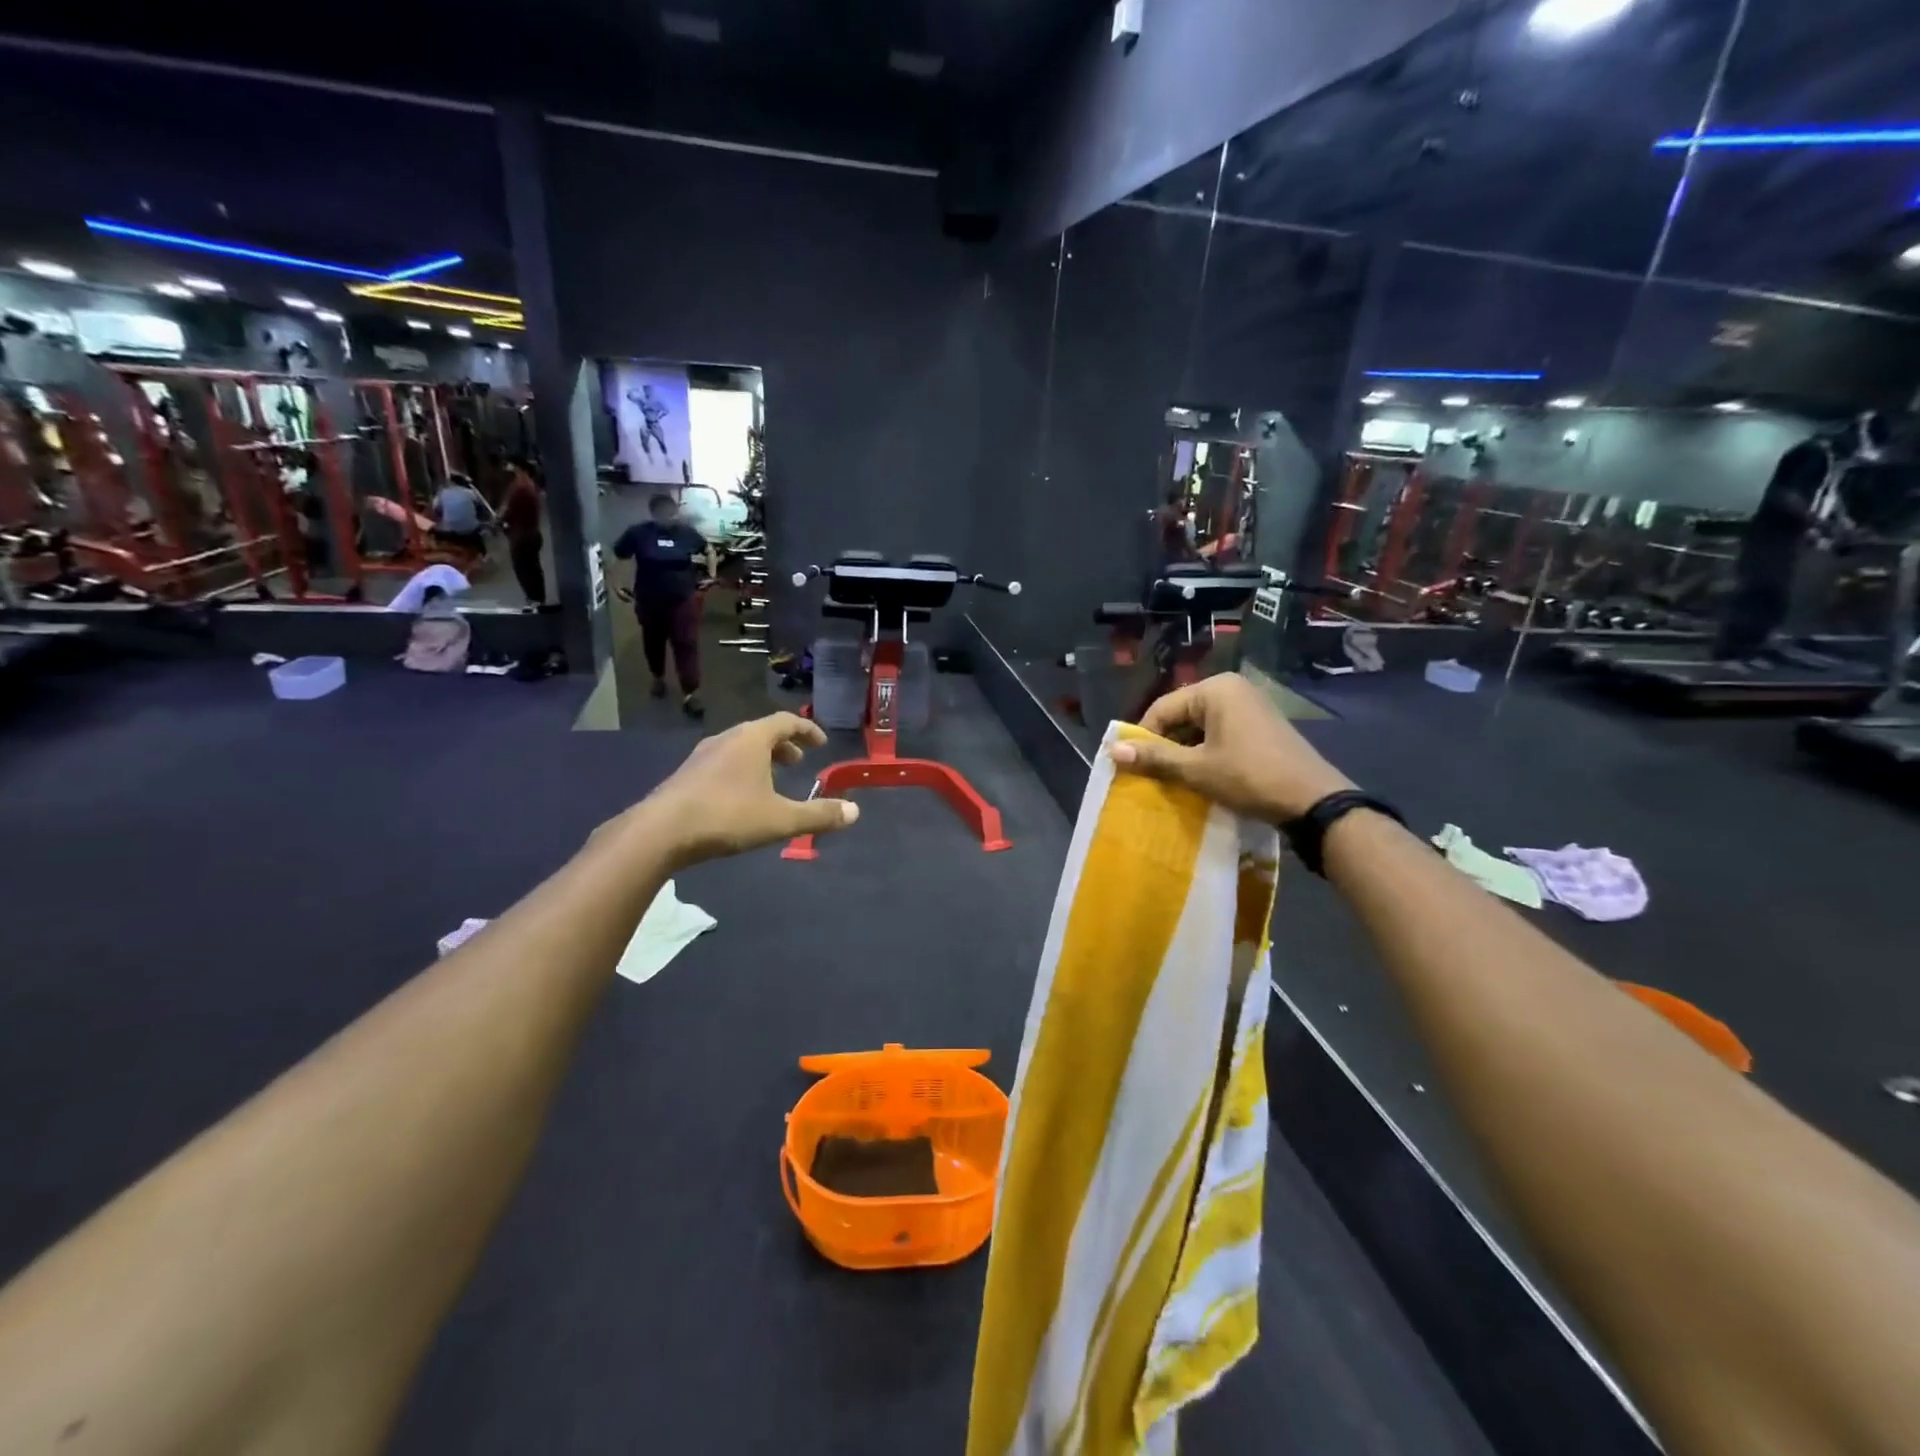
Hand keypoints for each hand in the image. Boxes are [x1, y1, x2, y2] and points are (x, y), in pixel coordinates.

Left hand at [617, 713, 858, 867]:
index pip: (786, 721)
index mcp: (752, 739)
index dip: (807, 730)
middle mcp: (726, 739)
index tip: (821, 743)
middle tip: (799, 763)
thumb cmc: (727, 817)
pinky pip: (722, 763)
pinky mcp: (686, 775)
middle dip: (784, 746)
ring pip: (739, 748)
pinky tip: (740, 798)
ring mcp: (702, 756)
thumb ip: (819, 815)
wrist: (660, 832)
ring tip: (772, 781)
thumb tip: (855, 812)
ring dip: (761, 759)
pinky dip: (741, 770)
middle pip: (761, 732)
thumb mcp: (781, 819)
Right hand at [1108, 674, 1353, 822]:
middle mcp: (1232, 688)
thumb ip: (1154, 757)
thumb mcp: (1197, 769)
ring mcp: (1250, 706)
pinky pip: (1220, 733)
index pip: (1162, 708)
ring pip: (1200, 727)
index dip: (1143, 738)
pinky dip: (1206, 753)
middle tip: (1153, 776)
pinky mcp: (1260, 725)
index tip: (1133, 766)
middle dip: (1165, 746)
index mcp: (1215, 689)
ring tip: (1175, 780)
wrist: (1314, 802)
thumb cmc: (1250, 778)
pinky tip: (1203, 777)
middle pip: (1181, 715)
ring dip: (1185, 752)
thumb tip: (1112, 749)